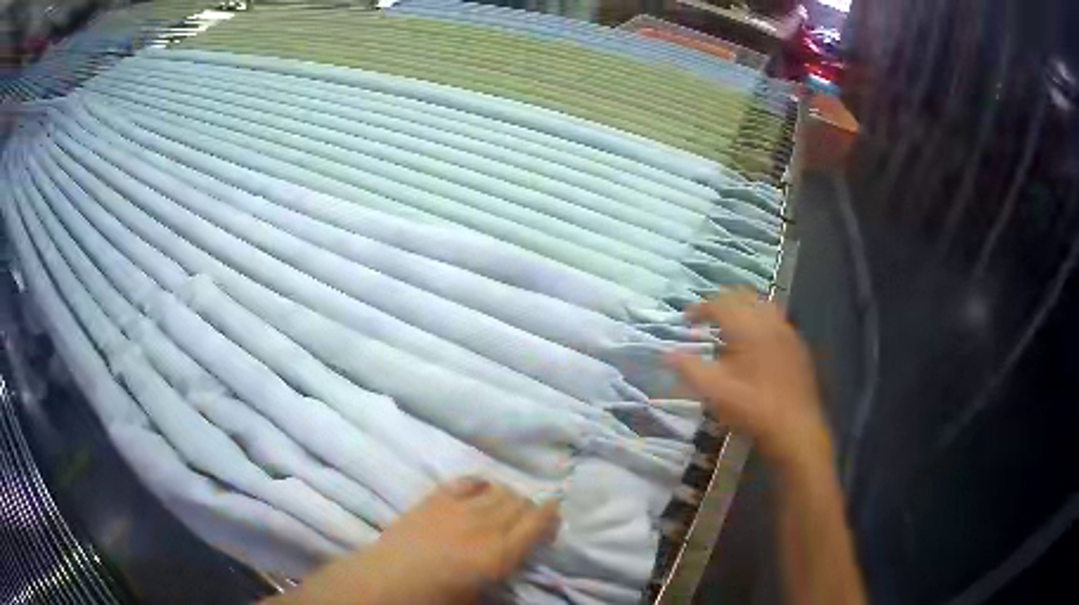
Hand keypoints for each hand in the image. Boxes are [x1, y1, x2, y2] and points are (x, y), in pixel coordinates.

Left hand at [271, 477, 559, 604]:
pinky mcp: (435, 498)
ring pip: (498, 488)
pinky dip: (480, 483)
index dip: (551, 515)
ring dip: (508, 496)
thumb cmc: (433, 600)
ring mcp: (458, 508)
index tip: (554, 516)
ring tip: (504, 508)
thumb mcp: (477, 601)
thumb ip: (504, 589)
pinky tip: (480, 491)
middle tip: (529, 519)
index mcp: (499, 554)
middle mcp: (484, 525)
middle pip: (520, 502)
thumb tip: (516, 574)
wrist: (385, 582)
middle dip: (530, 507)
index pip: (538, 522)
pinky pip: (467, 480)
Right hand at [666, 291, 830, 465]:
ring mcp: (787, 332)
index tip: (685, 320)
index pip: (719, 304)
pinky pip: (775, 320)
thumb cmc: (753, 409)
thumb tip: (666, 353)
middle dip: (721, 303)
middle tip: (704, 318)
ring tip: (727, 327)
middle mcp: (770, 322)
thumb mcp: (715, 392)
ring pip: (761, 305)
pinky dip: (758, 321)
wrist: (795, 428)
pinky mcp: (797, 345)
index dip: (699, 309)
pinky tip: (753, 344)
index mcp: (749, 328)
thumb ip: (689, 369)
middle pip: (742, 296)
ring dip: (741, 309)